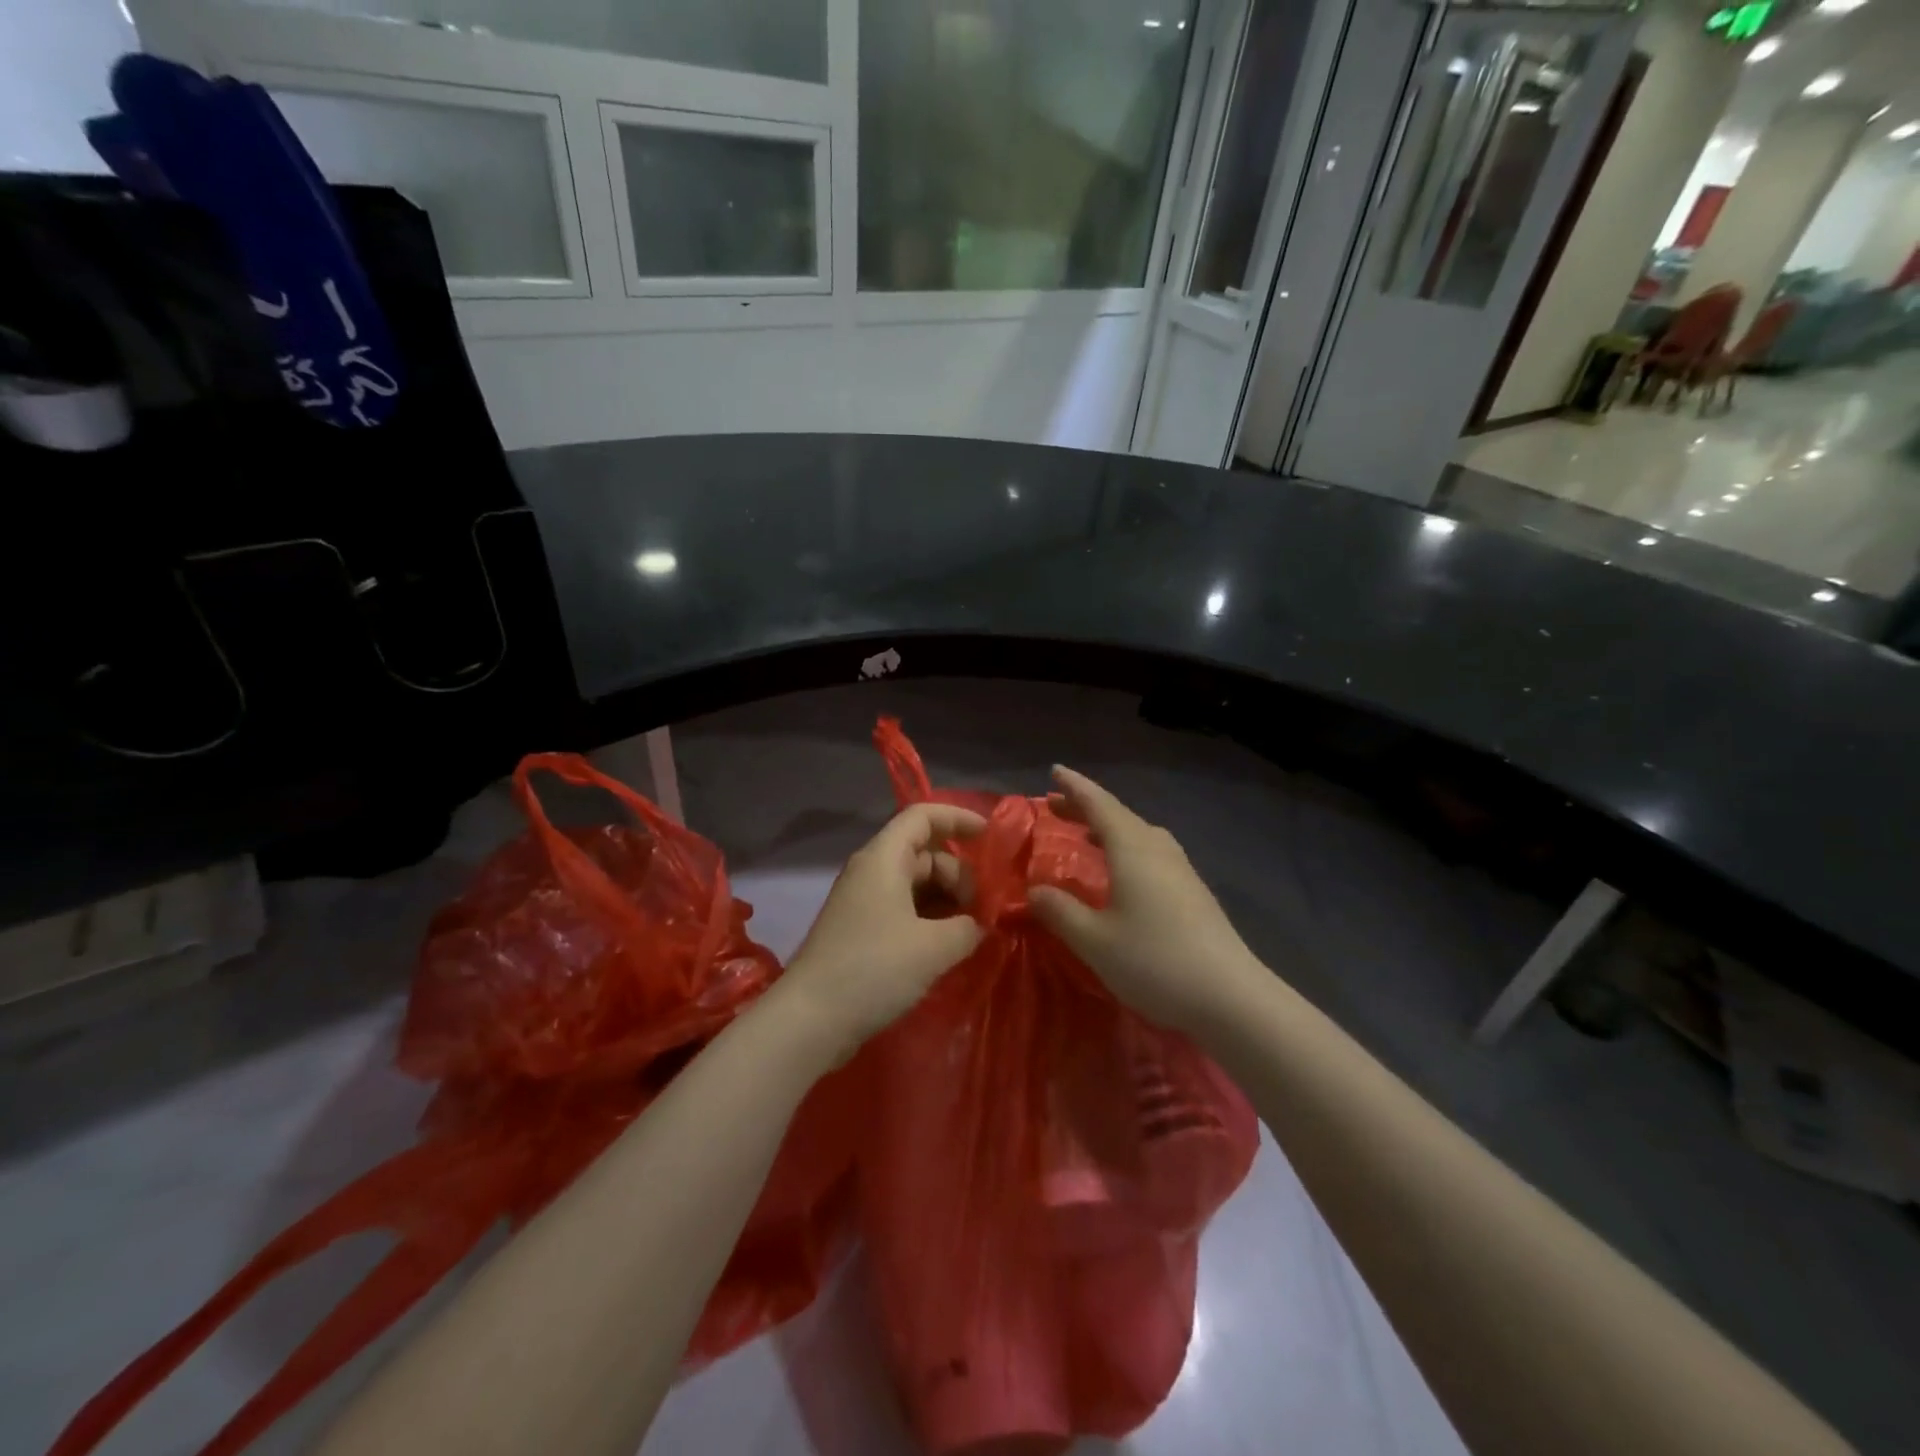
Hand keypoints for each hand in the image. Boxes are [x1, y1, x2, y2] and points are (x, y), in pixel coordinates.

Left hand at [773, 802, 985, 1061]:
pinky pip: (904, 909)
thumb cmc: (873, 969)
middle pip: (924, 853)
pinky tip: (948, 947)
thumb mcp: (934, 948)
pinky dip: (930, 920)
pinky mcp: (861, 931)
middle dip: (960, 874)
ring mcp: (863, 902)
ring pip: (916, 884)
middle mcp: (871, 871)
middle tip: (984, 911)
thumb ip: (968, 926)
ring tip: (972, 931)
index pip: (923, 816)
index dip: (958, 818)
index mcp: (884, 859)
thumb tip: (980, 923)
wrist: (809, 1020)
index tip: (991, 838)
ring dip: (947, 901)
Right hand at [1029, 767, 1264, 1035]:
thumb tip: (1034, 890)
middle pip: (1119, 816)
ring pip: (1139, 833)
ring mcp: (1181, 870)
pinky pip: (1151, 852)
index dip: (1075, 788)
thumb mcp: (1094, 940)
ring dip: (1108, 827)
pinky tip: (1121, 872)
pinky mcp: (1193, 892)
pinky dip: (1126, 847)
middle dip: (1086, 807)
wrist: (1231, 997)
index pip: (1099, 805)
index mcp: (1133, 849)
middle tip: (1056, 805)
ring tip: (1086, 834)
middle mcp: (1158, 849)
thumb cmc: (1155, 961)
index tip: (1054, 771)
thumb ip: (1060, 911)